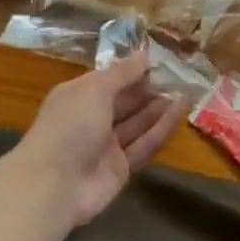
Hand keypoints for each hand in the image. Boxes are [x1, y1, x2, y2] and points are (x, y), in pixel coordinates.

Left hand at [10, 57, 186, 227]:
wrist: (54, 186)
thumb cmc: (71, 125)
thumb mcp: (95, 89)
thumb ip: (123, 73)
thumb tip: (145, 54)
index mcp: (79, 95)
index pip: (109, 78)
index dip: (133, 69)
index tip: (160, 59)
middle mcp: (92, 118)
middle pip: (125, 100)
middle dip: (149, 87)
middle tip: (179, 74)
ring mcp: (106, 146)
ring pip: (137, 123)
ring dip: (159, 107)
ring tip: (185, 89)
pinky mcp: (121, 169)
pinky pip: (144, 145)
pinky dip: (162, 129)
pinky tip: (180, 112)